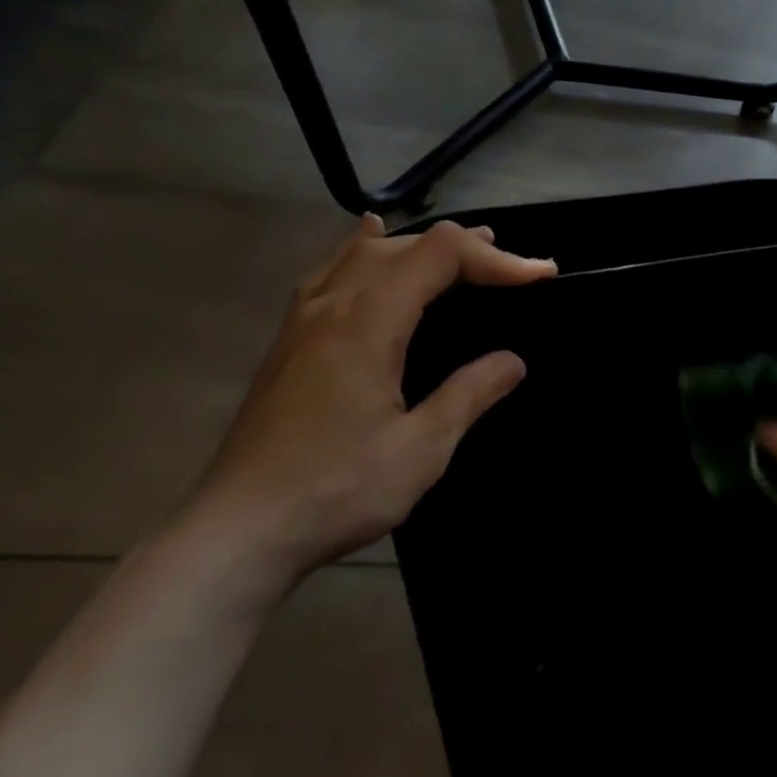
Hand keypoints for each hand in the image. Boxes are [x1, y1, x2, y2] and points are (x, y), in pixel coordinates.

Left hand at [184, 215, 555, 593]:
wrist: (234, 536)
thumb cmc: (334, 490)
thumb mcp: (421, 449)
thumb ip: (470, 394)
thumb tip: (512, 361)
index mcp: (367, 322)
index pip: (441, 254)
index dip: (497, 257)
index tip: (541, 277)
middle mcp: (332, 305)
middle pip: (407, 245)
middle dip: (468, 250)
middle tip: (515, 272)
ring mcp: (302, 321)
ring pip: (366, 253)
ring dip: (421, 247)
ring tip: (464, 254)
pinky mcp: (287, 343)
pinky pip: (331, 271)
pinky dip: (363, 250)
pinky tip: (367, 241)